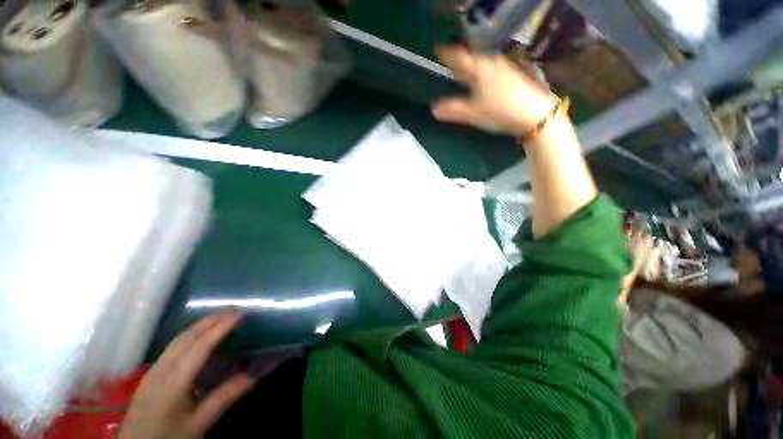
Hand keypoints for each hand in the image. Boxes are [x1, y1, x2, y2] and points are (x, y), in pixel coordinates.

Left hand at [119, 314, 253, 438]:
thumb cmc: (168, 437)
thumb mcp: (199, 423)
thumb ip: (224, 398)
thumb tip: (253, 376)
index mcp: (174, 382)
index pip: (200, 347)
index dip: (220, 328)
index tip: (239, 314)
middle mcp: (161, 370)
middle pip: (186, 338)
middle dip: (210, 321)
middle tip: (232, 310)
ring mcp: (153, 371)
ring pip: (177, 340)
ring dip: (199, 325)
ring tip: (219, 317)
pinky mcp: (150, 375)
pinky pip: (172, 347)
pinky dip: (190, 335)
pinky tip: (197, 336)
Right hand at [432, 46, 556, 134]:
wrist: (534, 114)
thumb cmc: (500, 112)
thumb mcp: (472, 113)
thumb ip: (452, 110)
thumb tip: (434, 108)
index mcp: (479, 69)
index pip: (458, 56)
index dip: (447, 53)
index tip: (438, 49)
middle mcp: (492, 63)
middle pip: (471, 59)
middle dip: (460, 63)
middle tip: (450, 69)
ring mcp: (504, 67)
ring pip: (482, 64)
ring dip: (472, 69)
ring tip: (465, 77)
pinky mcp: (513, 74)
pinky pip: (492, 68)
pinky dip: (483, 73)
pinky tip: (483, 83)